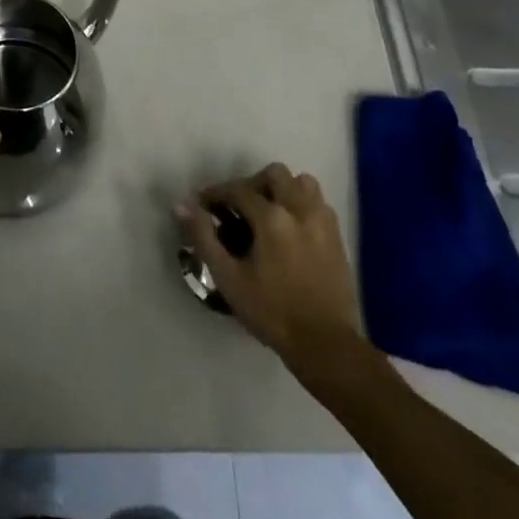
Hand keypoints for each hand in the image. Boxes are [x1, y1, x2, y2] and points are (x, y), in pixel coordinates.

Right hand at [179, 164, 366, 376]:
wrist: (325, 344)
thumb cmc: (271, 312)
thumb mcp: (228, 277)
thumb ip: (203, 236)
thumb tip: (182, 204)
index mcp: (272, 218)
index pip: (238, 189)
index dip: (216, 193)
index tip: (203, 205)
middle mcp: (299, 209)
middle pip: (274, 174)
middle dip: (252, 184)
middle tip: (238, 208)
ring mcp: (323, 221)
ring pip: (302, 182)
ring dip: (282, 189)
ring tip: (268, 212)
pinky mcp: (337, 236)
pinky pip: (318, 202)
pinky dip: (301, 204)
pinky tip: (291, 228)